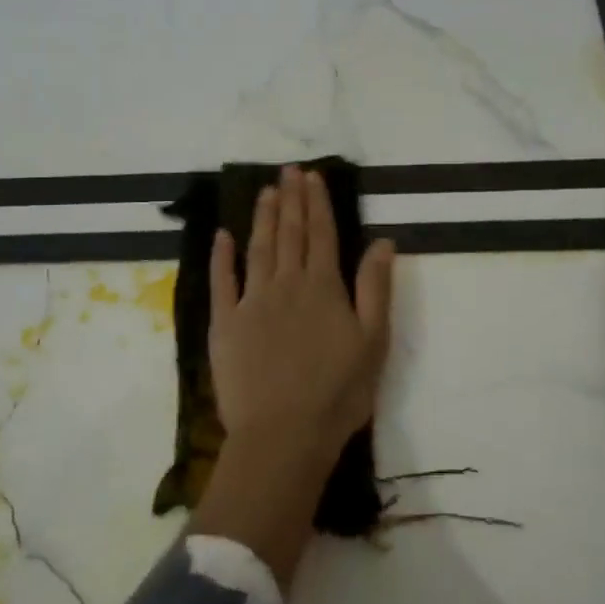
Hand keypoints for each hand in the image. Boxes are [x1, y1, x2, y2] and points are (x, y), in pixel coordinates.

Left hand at [210, 165, 395, 462]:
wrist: (284, 433)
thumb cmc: (338, 393)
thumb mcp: (373, 341)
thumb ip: (375, 288)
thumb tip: (382, 242)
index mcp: (324, 288)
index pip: (321, 235)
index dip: (318, 204)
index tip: (312, 177)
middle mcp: (286, 285)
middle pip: (289, 234)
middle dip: (291, 200)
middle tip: (288, 170)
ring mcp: (251, 302)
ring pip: (258, 249)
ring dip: (263, 218)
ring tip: (266, 191)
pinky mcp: (225, 324)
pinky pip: (222, 282)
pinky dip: (222, 256)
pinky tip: (223, 236)